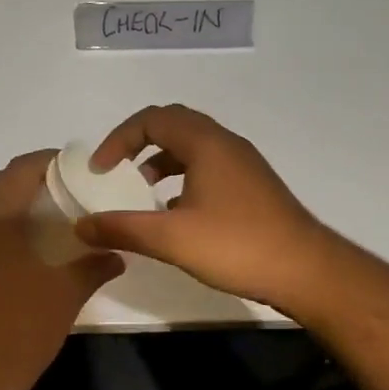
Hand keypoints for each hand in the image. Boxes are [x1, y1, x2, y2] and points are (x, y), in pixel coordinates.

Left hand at [0, 151, 124, 389]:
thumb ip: (93, 267)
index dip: (51, 161)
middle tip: (66, 195)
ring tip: (44, 223)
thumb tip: (118, 254)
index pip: (22, 169)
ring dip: (11, 208)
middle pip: (0, 185)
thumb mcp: (65, 296)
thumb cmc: (17, 331)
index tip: (77, 168)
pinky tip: (17, 257)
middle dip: (32, 183)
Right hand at [77, 104, 341, 314]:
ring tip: (143, 189)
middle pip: (173, 123)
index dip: (119, 139)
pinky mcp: (253, 183)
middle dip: (139, 141)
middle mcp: (225, 142)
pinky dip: (184, 174)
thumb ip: (123, 229)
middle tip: (118, 168)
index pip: (152, 119)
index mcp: (205, 143)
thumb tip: (81, 226)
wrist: (307, 270)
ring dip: (163, 158)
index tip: (100, 170)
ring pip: (193, 144)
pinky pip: (209, 163)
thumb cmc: (237, 246)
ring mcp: (243, 162)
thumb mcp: (172, 239)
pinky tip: (177, 210)